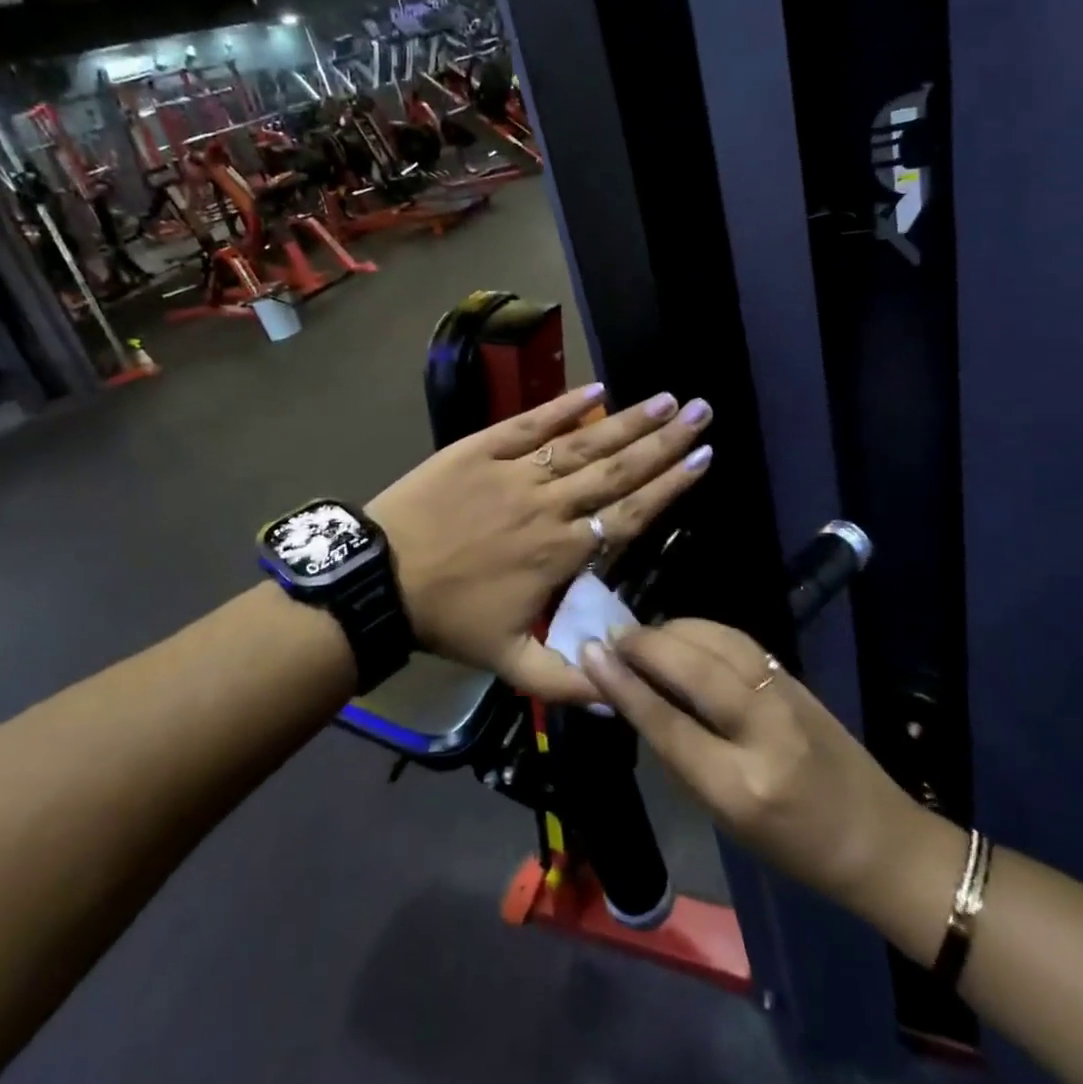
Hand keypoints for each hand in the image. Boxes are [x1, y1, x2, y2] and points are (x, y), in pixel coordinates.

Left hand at [368, 385, 713, 703]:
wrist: (378, 579)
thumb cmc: (447, 619)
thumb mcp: (508, 664)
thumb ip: (567, 682)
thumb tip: (621, 693)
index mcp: (560, 551)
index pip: (629, 513)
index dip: (670, 486)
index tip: (704, 458)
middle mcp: (547, 504)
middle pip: (617, 470)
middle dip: (664, 441)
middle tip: (702, 412)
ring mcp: (514, 472)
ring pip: (583, 444)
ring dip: (627, 421)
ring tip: (666, 398)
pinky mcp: (480, 449)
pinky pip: (530, 423)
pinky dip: (564, 406)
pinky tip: (597, 390)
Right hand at [581, 620, 917, 912]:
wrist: (880, 839)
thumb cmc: (793, 849)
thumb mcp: (725, 819)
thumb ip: (681, 756)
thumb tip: (637, 700)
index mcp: (740, 788)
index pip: (669, 724)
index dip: (624, 684)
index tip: (591, 652)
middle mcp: (765, 733)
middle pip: (695, 669)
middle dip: (646, 645)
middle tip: (612, 637)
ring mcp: (788, 698)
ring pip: (719, 643)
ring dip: (673, 630)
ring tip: (643, 635)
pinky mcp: (798, 679)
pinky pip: (740, 642)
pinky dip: (703, 631)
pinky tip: (684, 635)